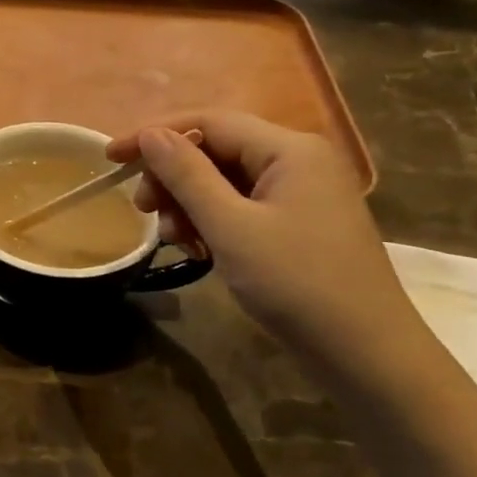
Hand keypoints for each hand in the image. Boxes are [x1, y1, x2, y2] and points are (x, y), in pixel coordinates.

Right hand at [109, 113, 432, 380]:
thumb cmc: (296, 284)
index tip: (111, 158)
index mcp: (289, 149)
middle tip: (145, 212)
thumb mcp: (231, 227)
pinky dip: (213, 221)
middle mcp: (298, 160)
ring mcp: (302, 193)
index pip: (209, 122)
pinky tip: (201, 248)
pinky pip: (242, 206)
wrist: (366, 354)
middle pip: (217, 150)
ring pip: (226, 181)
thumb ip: (187, 175)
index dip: (155, 135)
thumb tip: (151, 134)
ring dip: (190, 203)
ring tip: (175, 238)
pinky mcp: (299, 223)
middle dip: (173, 177)